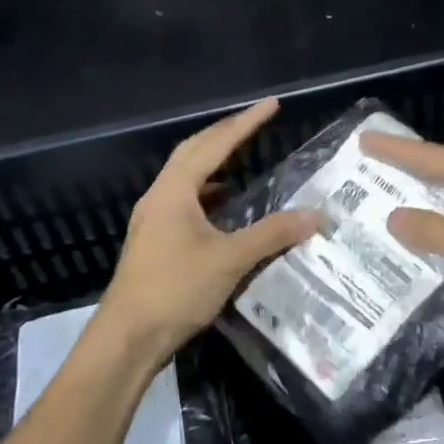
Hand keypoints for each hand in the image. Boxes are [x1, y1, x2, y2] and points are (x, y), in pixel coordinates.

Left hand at [100, 98, 320, 361]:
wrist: (127, 338)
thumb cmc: (175, 290)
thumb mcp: (229, 260)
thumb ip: (273, 234)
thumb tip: (316, 215)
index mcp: (174, 191)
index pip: (214, 145)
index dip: (245, 123)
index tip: (272, 104)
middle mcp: (160, 197)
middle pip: (193, 151)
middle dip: (225, 133)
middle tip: (256, 122)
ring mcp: (153, 219)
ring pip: (186, 177)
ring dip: (213, 162)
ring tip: (243, 157)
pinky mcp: (154, 240)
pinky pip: (184, 200)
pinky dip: (208, 192)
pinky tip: (225, 206)